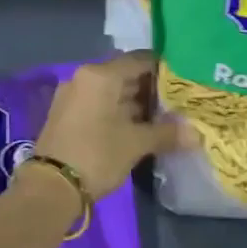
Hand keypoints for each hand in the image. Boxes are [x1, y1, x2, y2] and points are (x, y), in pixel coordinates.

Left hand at [33, 52, 181, 199]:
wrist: (51, 187)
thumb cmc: (97, 155)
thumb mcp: (136, 144)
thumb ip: (166, 133)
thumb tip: (196, 134)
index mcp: (101, 75)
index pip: (140, 60)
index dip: (164, 70)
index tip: (184, 83)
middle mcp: (84, 78)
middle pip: (125, 75)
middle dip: (151, 90)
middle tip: (177, 103)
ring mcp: (72, 96)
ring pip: (111, 92)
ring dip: (134, 103)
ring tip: (162, 118)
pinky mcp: (65, 115)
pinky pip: (98, 105)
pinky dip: (117, 112)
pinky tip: (136, 128)